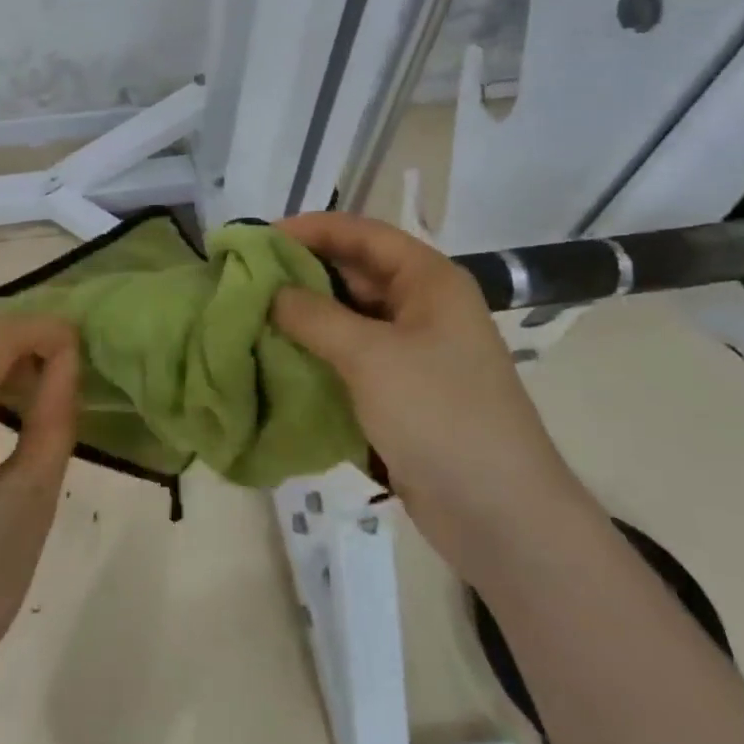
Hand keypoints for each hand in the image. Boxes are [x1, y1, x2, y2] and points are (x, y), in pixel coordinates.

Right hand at [271, 213, 584, 580]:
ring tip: (250, 316)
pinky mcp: (399, 391)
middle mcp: (421, 307)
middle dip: (301, 273)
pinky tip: (275, 357)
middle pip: (353, 272)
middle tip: (245, 279)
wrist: (498, 514)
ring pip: (347, 317)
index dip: (311, 229)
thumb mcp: (371, 356)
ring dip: (303, 316)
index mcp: (428, 281)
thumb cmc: (439, 414)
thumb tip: (270, 290)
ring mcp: (412, 351)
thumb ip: (314, 315)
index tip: (257, 239)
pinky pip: (349, 357)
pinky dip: (315, 353)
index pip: (362, 234)